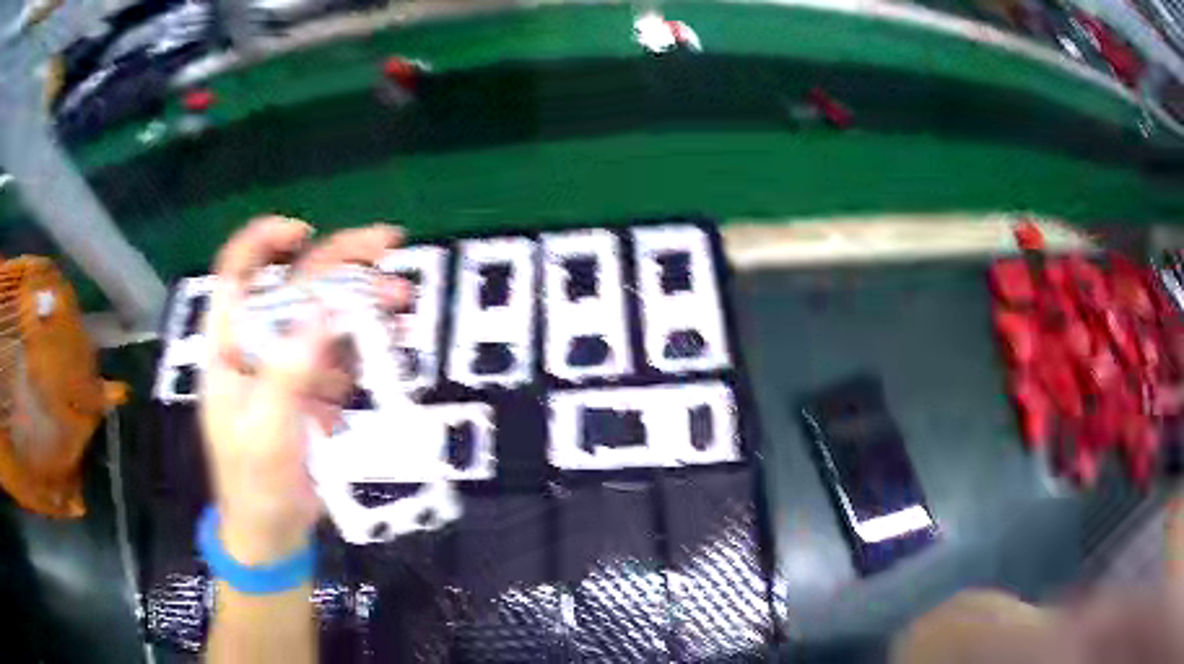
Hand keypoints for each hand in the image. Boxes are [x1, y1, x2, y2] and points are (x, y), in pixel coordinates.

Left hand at [200, 217, 404, 563]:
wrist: (273, 530)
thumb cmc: (254, 483)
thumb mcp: (264, 432)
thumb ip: (286, 373)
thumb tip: (324, 314)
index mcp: (232, 348)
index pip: (236, 276)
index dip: (263, 243)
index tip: (304, 232)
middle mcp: (261, 345)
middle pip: (295, 285)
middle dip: (340, 260)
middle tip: (389, 245)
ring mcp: (291, 365)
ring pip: (327, 315)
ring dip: (365, 299)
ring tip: (403, 300)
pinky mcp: (316, 389)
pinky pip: (345, 353)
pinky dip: (372, 340)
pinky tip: (397, 336)